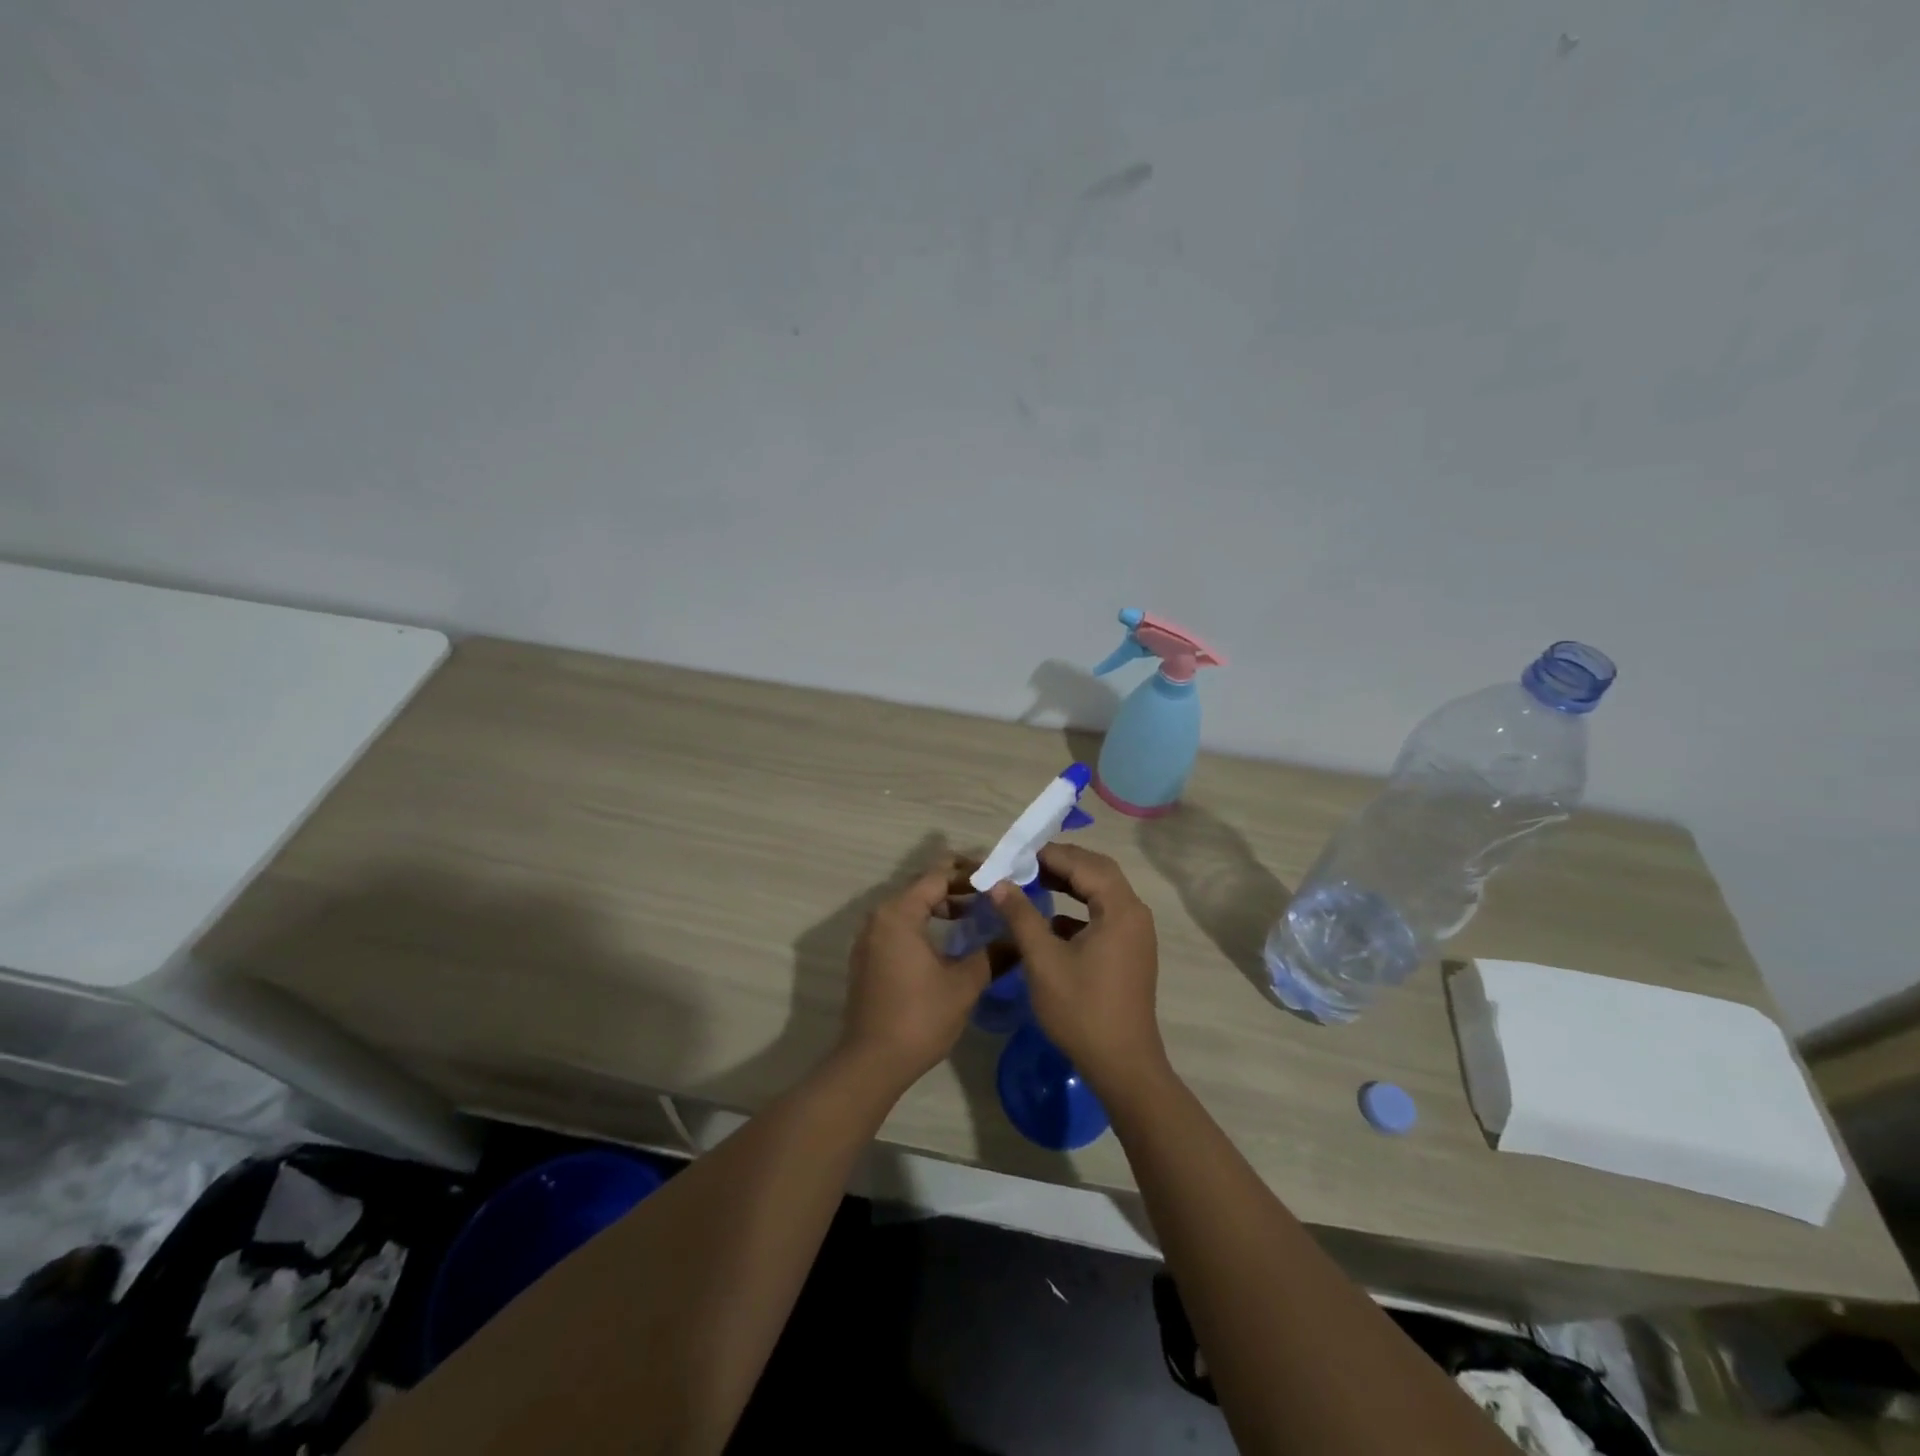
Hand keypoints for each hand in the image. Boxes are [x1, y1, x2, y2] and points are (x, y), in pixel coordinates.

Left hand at [839, 859, 990, 1090]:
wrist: (872, 1062)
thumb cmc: (919, 1017)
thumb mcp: (964, 984)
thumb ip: (993, 955)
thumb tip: (1020, 940)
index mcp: (899, 913)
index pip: (938, 874)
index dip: (970, 871)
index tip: (999, 875)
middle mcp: (879, 916)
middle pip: (922, 885)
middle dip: (957, 885)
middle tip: (991, 892)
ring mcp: (870, 937)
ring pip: (910, 905)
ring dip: (942, 904)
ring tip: (975, 913)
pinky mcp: (869, 956)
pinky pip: (900, 924)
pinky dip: (925, 921)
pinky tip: (950, 939)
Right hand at [990, 843, 1165, 1093]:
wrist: (1122, 1065)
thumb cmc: (1081, 1009)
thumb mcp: (1043, 960)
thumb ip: (1021, 915)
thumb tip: (999, 883)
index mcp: (1120, 909)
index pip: (1084, 864)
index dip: (1049, 854)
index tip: (1015, 854)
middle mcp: (1134, 913)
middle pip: (1098, 871)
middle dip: (1061, 863)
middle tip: (1024, 863)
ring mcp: (1135, 933)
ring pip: (1102, 892)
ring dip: (1070, 883)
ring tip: (1033, 882)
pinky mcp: (1130, 951)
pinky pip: (1104, 914)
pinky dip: (1078, 908)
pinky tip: (1051, 920)